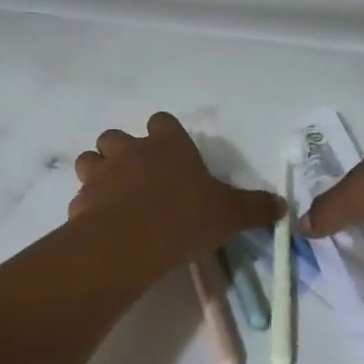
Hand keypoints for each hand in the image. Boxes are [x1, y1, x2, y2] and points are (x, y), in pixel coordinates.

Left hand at [70, 112, 281, 257]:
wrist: (132, 241)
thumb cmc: (185, 216)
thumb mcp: (230, 214)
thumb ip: (255, 208)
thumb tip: (282, 206)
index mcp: (167, 145)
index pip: (162, 122)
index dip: (164, 135)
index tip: (172, 154)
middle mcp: (131, 151)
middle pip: (116, 137)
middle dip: (122, 152)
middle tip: (138, 178)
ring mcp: (102, 174)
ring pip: (89, 160)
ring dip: (98, 174)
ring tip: (113, 198)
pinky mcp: (81, 201)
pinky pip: (81, 198)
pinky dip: (89, 208)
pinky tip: (102, 228)